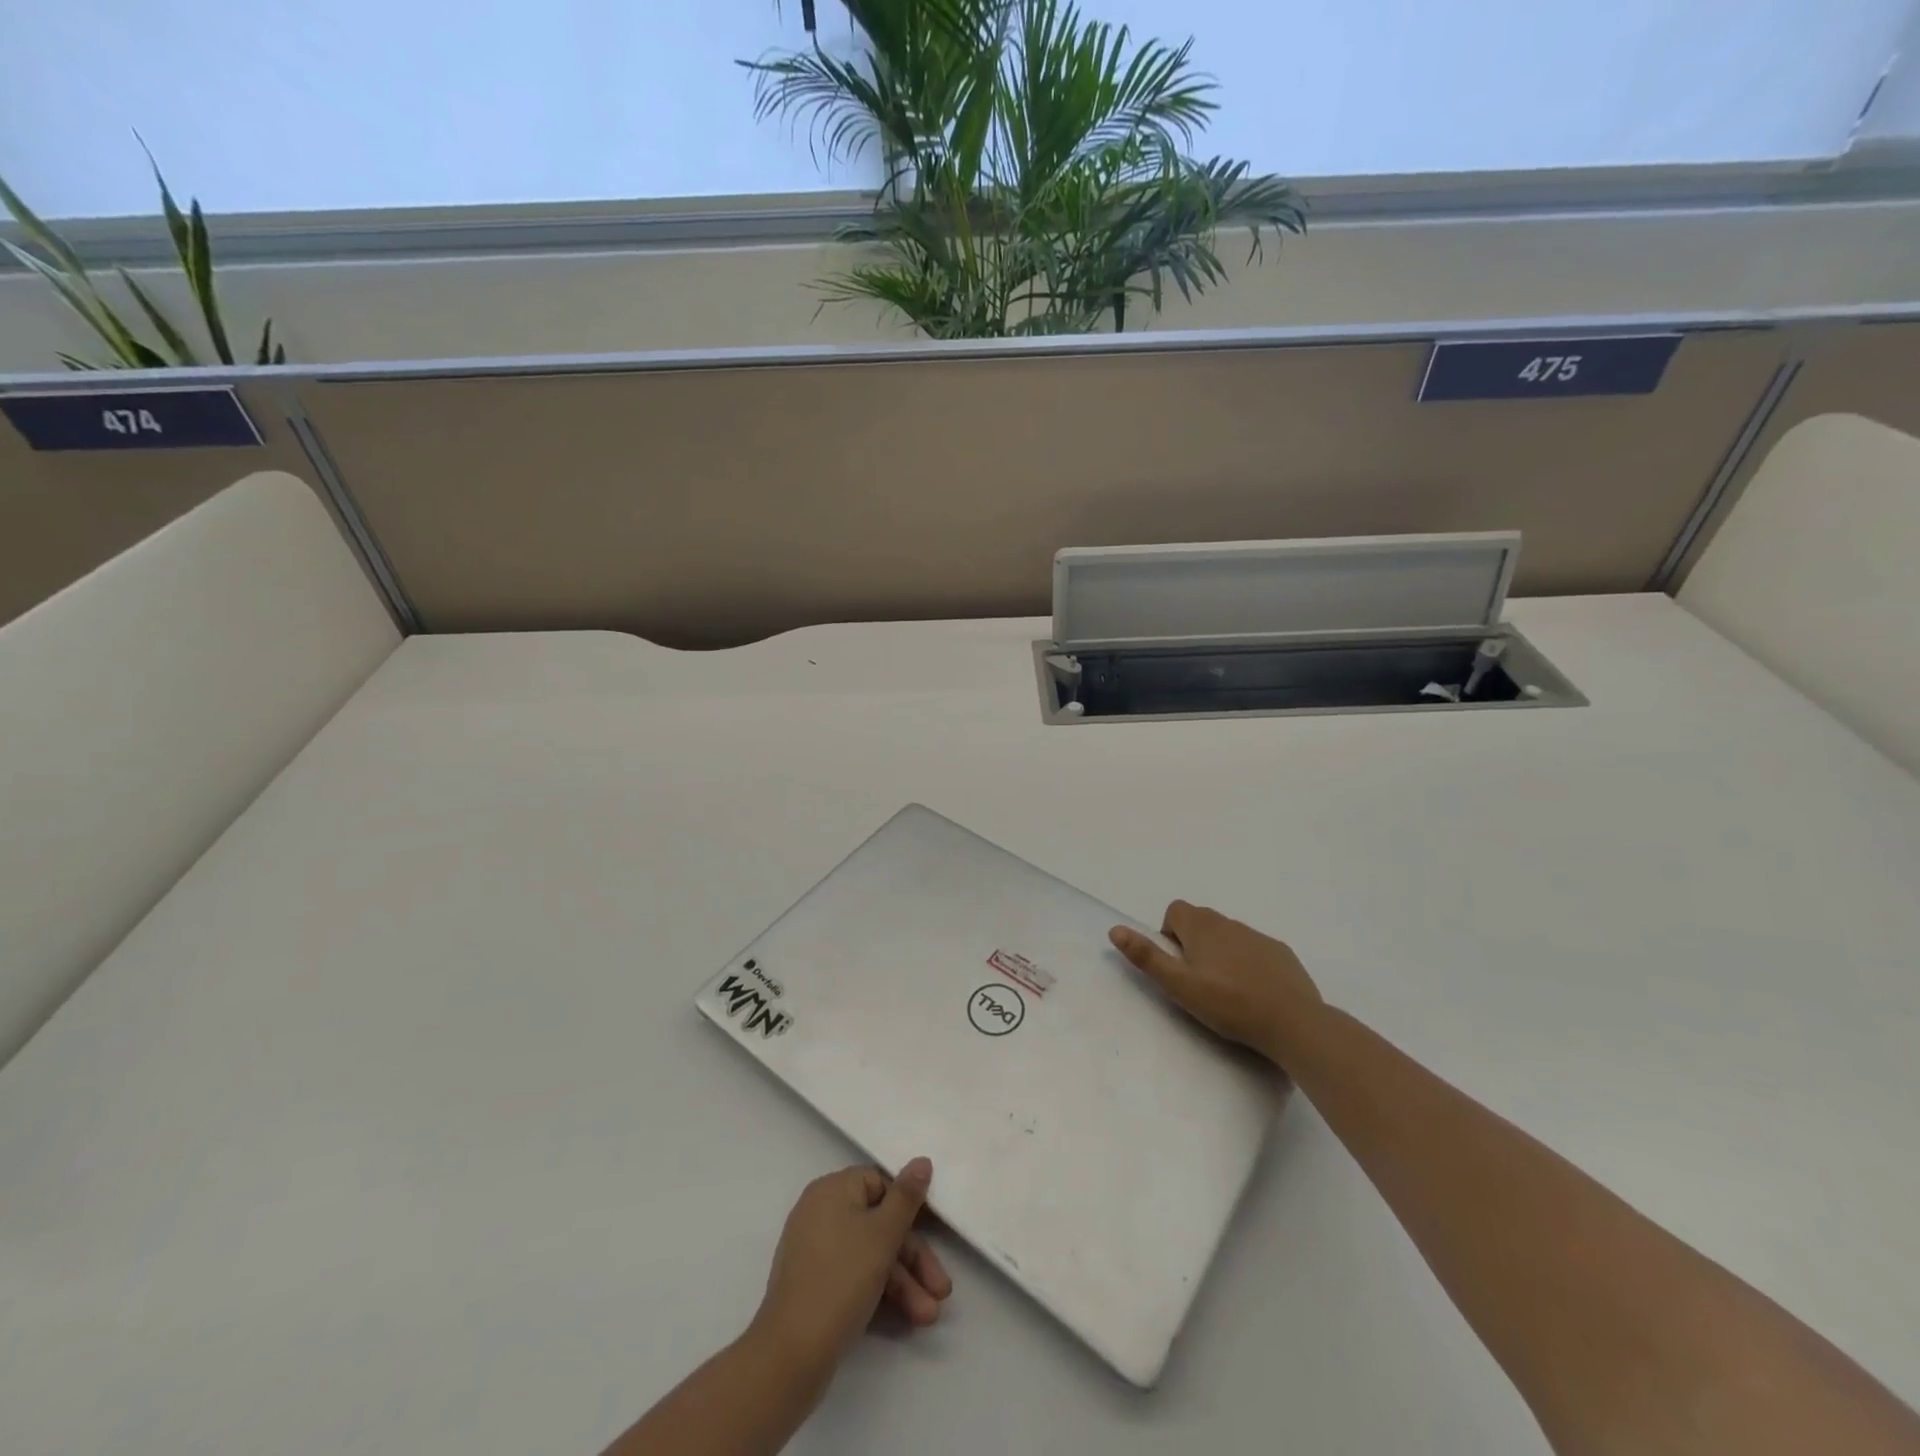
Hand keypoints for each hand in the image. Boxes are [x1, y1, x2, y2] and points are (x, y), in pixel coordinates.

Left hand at [751, 1159, 951, 1375]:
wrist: (790, 1355)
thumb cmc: (841, 1279)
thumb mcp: (883, 1234)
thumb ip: (906, 1197)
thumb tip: (922, 1161)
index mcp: (833, 1190)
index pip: (880, 1184)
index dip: (908, 1208)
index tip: (934, 1233)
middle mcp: (821, 1212)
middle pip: (879, 1224)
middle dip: (913, 1260)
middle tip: (940, 1291)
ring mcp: (815, 1251)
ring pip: (869, 1255)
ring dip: (903, 1284)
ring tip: (929, 1317)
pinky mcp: (814, 1286)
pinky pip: (854, 1276)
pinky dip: (880, 1293)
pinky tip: (907, 1319)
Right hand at [1109, 901, 1321, 1064]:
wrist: (1293, 1023)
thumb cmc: (1229, 1004)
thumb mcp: (1179, 986)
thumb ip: (1147, 957)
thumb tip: (1115, 930)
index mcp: (1202, 927)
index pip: (1175, 911)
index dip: (1169, 934)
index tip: (1177, 964)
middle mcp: (1229, 923)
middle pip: (1201, 921)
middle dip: (1193, 943)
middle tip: (1197, 980)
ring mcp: (1258, 937)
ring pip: (1228, 935)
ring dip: (1220, 953)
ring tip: (1225, 990)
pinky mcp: (1281, 953)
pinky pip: (1254, 949)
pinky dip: (1247, 962)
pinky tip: (1254, 992)